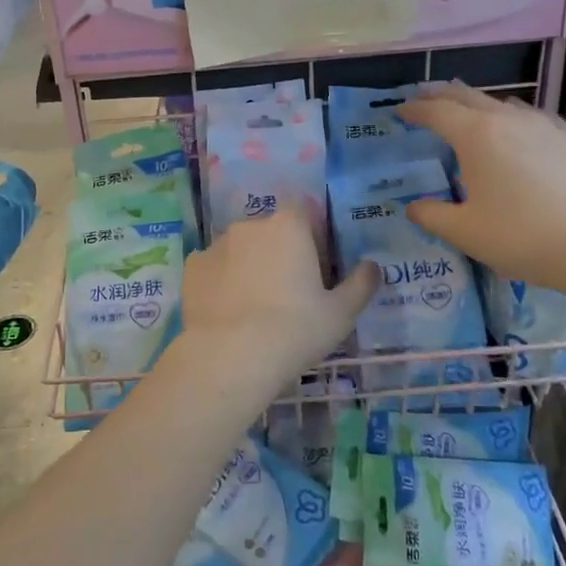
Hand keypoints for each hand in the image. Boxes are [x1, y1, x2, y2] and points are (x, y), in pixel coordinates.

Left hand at [180, 206, 378, 388]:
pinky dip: (221, 281)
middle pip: (269, 230)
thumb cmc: (295, 330)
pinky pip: (213, 268)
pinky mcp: (192, 267)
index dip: (310, 232)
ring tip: (254, 305)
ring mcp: (216, 244)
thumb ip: (360, 284)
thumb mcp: (341, 313)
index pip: (302, 210)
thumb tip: (373, 266)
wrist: (231, 355)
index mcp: (288, 226)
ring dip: (248, 265)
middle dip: (278, 251)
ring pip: (239, 248)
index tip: (315, 263)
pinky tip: (228, 310)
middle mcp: (250, 225)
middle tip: (287, 291)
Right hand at [402, 84, 565, 302]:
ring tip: (467, 112)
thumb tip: (413, 206)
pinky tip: (516, 132)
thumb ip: (432, 215)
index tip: (400, 111)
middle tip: (425, 99)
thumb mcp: (465, 232)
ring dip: (476, 104)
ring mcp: (544, 126)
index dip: (415, 109)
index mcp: (476, 136)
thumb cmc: (523, 236)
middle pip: (467, 96)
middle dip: (442, 96)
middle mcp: (508, 120)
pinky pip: (529, 117)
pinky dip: (509, 117)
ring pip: (501, 104)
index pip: (436, 112)